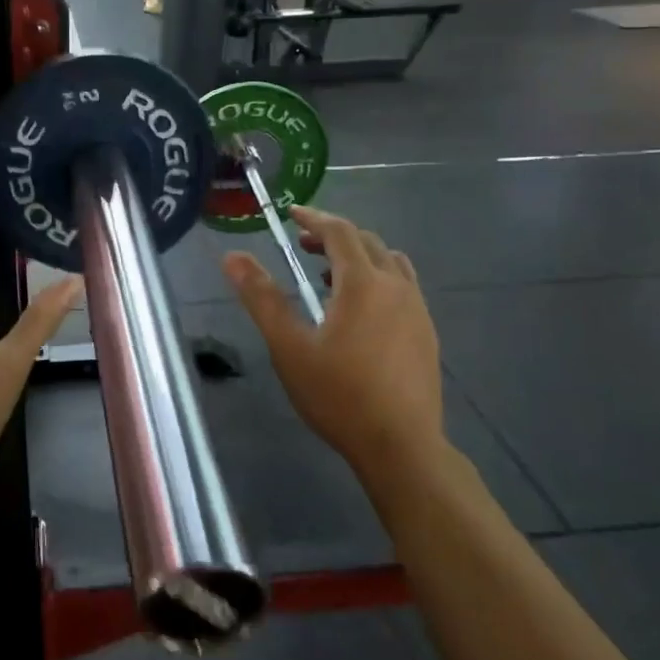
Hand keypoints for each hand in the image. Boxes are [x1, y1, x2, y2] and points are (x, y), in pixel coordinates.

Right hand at [223, 206, 445, 493]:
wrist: (401, 445)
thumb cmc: (339, 395)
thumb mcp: (289, 347)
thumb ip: (262, 298)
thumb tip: (233, 257)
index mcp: (363, 283)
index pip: (339, 232)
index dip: (314, 218)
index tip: (292, 214)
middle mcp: (396, 286)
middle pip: (367, 242)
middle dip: (334, 236)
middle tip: (303, 246)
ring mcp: (418, 310)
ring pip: (390, 263)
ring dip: (359, 257)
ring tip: (330, 275)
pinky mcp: (427, 333)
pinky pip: (403, 286)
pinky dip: (378, 279)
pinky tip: (361, 312)